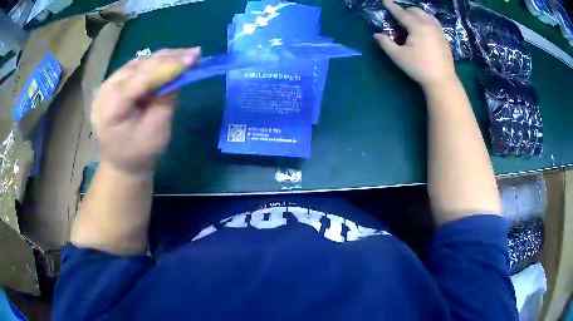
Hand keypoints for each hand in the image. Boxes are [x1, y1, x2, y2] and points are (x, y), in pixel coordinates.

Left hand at [92, 47, 200, 176]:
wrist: (121, 164)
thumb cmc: (139, 154)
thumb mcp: (156, 131)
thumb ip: (166, 101)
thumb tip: (178, 75)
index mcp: (112, 108)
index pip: (140, 79)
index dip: (166, 67)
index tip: (193, 58)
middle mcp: (105, 92)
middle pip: (138, 66)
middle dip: (168, 59)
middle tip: (195, 53)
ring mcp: (107, 86)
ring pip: (138, 63)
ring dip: (162, 59)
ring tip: (185, 55)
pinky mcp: (112, 85)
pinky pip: (134, 68)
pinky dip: (153, 64)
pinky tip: (168, 62)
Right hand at [375, 0, 456, 89]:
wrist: (442, 81)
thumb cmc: (419, 68)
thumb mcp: (398, 56)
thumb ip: (386, 43)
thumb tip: (376, 34)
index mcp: (417, 26)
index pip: (401, 13)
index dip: (392, 6)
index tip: (385, 1)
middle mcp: (429, 24)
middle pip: (416, 11)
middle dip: (405, 10)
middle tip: (398, 17)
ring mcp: (439, 31)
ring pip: (426, 15)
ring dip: (417, 14)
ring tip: (411, 21)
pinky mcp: (444, 38)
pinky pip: (433, 22)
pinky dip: (426, 20)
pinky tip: (424, 29)